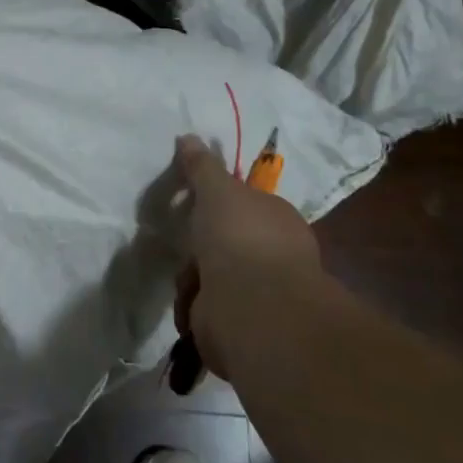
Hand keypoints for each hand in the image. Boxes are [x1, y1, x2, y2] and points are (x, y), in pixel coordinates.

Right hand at [172, 135, 326, 379]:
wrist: (251, 307)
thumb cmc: (239, 237)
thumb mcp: (217, 189)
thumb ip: (201, 166)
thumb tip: (188, 137)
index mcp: (278, 219)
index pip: (247, 205)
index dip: (219, 204)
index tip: (193, 204)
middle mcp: (275, 256)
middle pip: (226, 242)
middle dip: (200, 246)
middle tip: (184, 242)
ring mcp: (260, 293)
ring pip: (212, 276)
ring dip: (192, 278)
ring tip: (187, 279)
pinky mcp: (241, 325)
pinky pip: (207, 309)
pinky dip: (194, 307)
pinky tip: (191, 304)